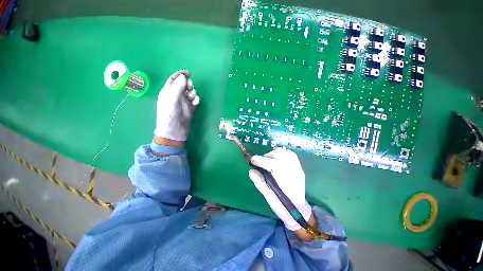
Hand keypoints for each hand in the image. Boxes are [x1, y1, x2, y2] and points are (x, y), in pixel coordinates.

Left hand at [154, 70, 199, 141]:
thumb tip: (184, 76)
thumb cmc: (170, 116)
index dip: (180, 75)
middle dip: (188, 84)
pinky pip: (194, 100)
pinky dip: (196, 99)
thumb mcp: (172, 100)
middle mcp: (175, 95)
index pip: (173, 79)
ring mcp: (183, 102)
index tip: (188, 73)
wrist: (175, 131)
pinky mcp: (190, 108)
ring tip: (192, 98)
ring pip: (190, 92)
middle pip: (183, 85)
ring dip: (193, 92)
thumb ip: (177, 88)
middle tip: (190, 88)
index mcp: (168, 92)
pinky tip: (195, 102)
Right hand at [249, 147, 312, 231]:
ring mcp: (299, 169)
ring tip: (266, 158)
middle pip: (280, 156)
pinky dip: (281, 152)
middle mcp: (295, 173)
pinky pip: (290, 154)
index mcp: (288, 184)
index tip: (252, 160)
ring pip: (286, 153)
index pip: (275, 165)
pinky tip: (275, 156)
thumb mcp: (270, 199)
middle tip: (258, 161)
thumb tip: (251, 171)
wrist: (300, 211)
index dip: (262, 161)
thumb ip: (261, 184)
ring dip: (273, 153)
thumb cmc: (284, 208)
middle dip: (266, 156)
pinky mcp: (299, 167)